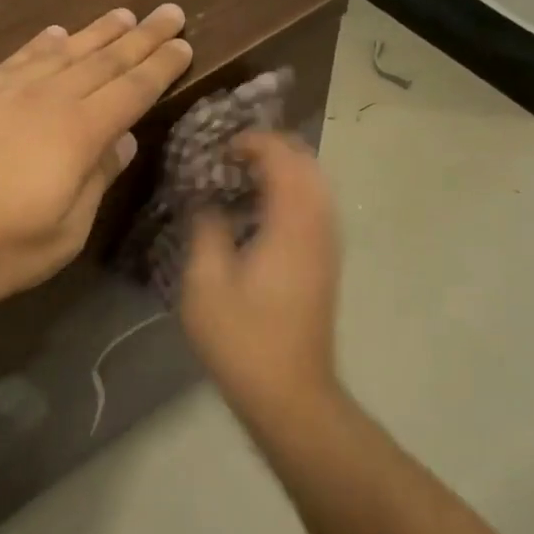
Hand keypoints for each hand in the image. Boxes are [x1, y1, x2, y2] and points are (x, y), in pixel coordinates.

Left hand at [0, 4, 192, 306]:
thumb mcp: (59, 237)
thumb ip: (95, 184)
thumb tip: (123, 142)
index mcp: (77, 136)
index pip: (132, 91)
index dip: (161, 67)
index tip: (184, 44)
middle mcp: (46, 100)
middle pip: (104, 61)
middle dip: (142, 38)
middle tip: (170, 12)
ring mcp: (4, 92)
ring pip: (63, 53)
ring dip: (97, 33)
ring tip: (124, 15)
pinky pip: (17, 59)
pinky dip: (41, 44)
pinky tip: (55, 35)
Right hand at [180, 132, 342, 410]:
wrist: (290, 392)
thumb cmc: (242, 338)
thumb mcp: (206, 283)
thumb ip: (206, 230)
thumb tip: (207, 201)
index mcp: (291, 225)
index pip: (283, 158)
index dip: (254, 141)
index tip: (220, 146)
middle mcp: (318, 226)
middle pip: (308, 164)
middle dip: (272, 148)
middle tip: (231, 154)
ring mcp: (327, 245)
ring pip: (316, 185)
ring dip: (284, 169)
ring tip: (243, 175)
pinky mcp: (325, 263)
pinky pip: (315, 207)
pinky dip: (292, 193)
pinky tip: (260, 210)